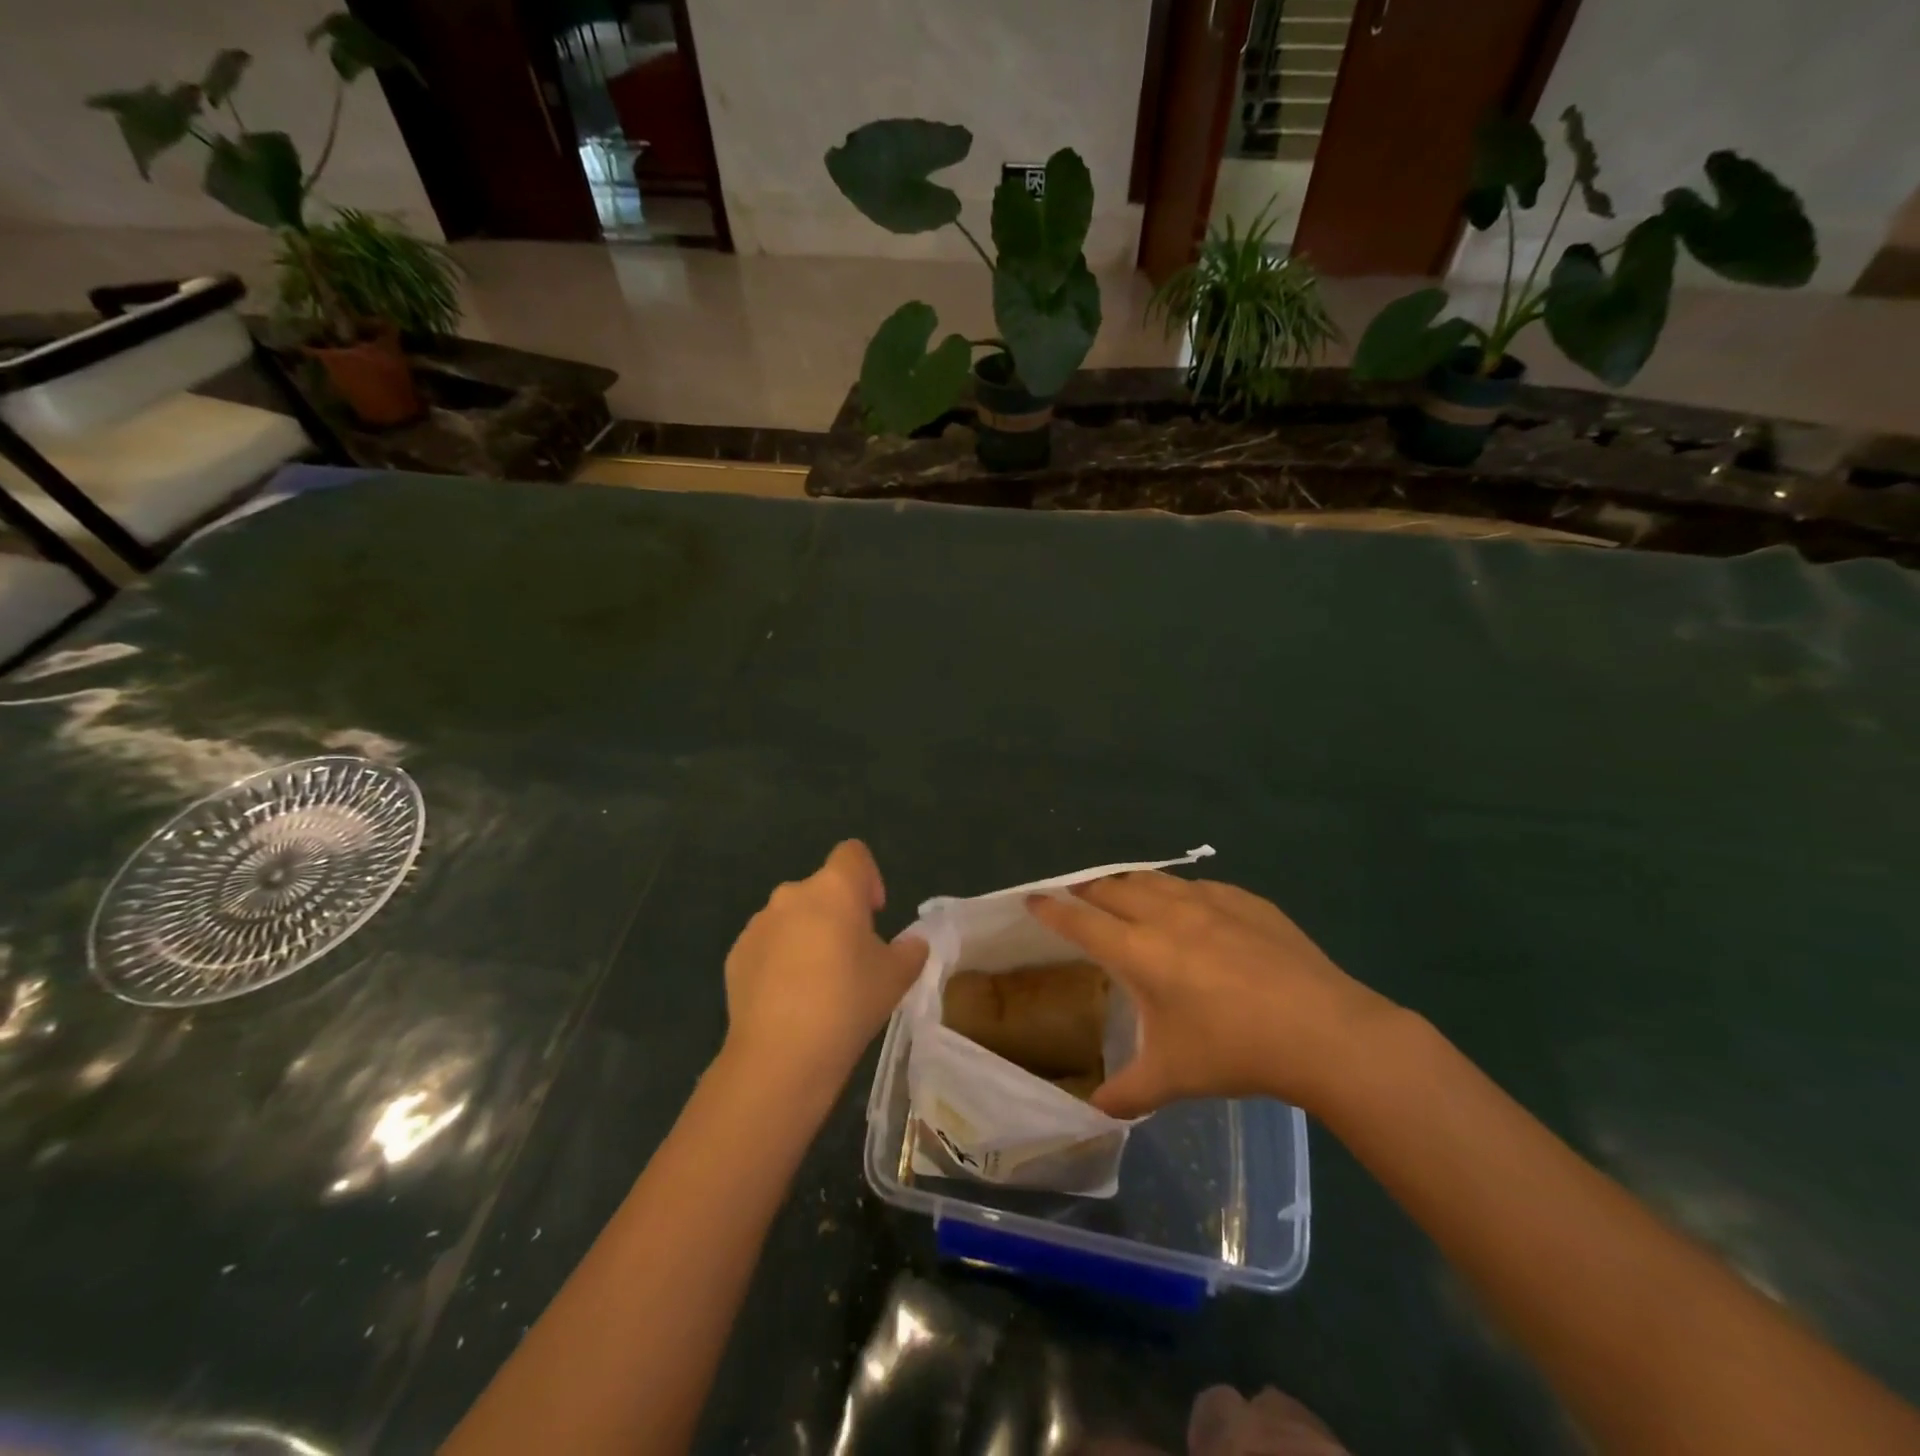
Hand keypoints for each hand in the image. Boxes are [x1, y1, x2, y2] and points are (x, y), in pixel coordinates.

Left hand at [722, 840, 927, 1094]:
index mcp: (834, 889)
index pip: (853, 854)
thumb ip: (911, 951)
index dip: (868, 877)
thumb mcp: (897, 977)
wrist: (780, 1056)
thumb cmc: (847, 1003)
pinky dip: (780, 960)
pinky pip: (767, 945)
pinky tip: (789, 1000)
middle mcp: (792, 894)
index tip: (874, 914)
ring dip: (808, 935)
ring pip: (792, 917)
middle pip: (821, 889)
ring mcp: (759, 924)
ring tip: (819, 983)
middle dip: (838, 913)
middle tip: (852, 957)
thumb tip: (911, 944)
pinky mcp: (736, 955)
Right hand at [1027, 873, 1399, 1117]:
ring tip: (1125, 896)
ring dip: (1130, 885)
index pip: (1080, 921)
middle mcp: (1165, 914)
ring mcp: (1209, 901)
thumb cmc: (1235, 1051)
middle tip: (1078, 899)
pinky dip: (1178, 893)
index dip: (1051, 910)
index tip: (1032, 899)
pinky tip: (1191, 911)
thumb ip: (1125, 1093)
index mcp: (1138, 951)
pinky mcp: (1245, 900)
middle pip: (1112, 888)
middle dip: (1087, 890)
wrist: (1324, 1031)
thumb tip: (1092, 1113)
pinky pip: (1197, 887)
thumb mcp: (1172, 1077)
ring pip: (1153, 879)